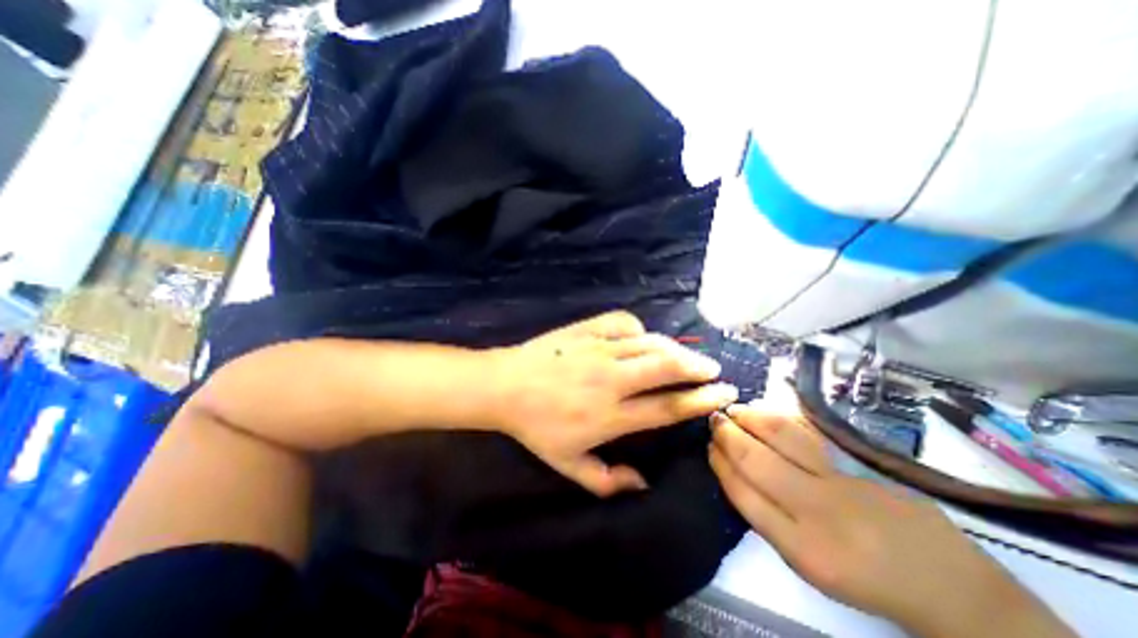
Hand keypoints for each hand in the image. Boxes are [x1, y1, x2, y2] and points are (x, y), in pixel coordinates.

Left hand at [489, 311, 737, 495]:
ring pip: (650, 343)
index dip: (700, 400)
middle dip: (698, 367)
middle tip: (713, 370)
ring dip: (676, 349)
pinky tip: (642, 339)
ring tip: (687, 356)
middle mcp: (611, 379)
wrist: (506, 386)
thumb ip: (607, 481)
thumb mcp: (568, 465)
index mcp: (610, 415)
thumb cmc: (537, 427)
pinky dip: (640, 330)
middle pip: (667, 367)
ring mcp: (599, 349)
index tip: (724, 393)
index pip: (667, 407)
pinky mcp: (587, 329)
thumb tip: (644, 483)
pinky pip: (624, 323)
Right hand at [709, 403, 1076, 637]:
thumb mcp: (806, 564)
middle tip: (714, 420)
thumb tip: (734, 472)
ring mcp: (843, 482)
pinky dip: (778, 415)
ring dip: (749, 417)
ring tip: (734, 411)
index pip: (742, 492)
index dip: (719, 463)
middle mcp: (818, 511)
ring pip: (781, 436)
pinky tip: (763, 411)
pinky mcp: (862, 464)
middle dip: (727, 435)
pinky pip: (808, 430)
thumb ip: (767, 518)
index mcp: (800, 548)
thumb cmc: (862, 577)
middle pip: (755, 460)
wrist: (947, 585)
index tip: (709, 447)